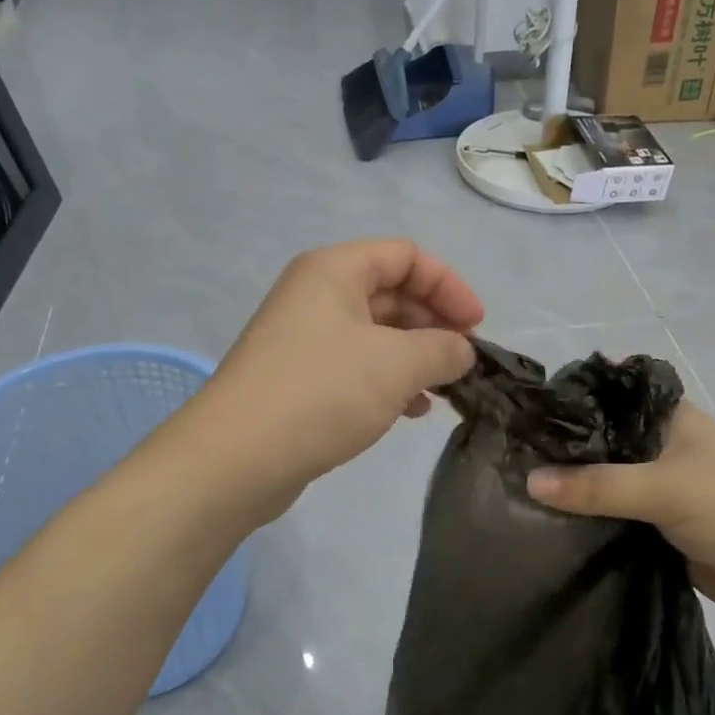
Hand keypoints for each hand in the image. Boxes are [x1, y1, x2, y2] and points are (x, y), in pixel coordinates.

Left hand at [196, 240, 482, 517]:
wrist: (238, 458)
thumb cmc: (322, 392)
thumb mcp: (397, 364)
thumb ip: (443, 349)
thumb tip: (462, 351)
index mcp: (334, 270)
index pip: (406, 256)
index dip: (448, 285)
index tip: (476, 327)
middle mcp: (316, 295)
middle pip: (391, 293)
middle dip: (434, 324)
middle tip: (463, 361)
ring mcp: (304, 339)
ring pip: (376, 334)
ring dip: (415, 356)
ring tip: (442, 390)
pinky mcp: (299, 379)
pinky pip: (357, 367)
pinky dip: (389, 381)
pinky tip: (411, 411)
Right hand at [527, 406, 714, 627]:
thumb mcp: (664, 488)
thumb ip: (597, 486)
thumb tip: (529, 480)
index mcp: (666, 419)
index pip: (605, 397)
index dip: (566, 401)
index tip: (518, 412)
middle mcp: (658, 448)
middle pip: (599, 443)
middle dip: (560, 452)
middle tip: (503, 456)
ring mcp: (658, 490)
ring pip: (603, 484)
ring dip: (571, 492)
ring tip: (510, 491)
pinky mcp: (658, 529)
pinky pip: (612, 520)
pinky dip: (586, 523)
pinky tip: (545, 529)